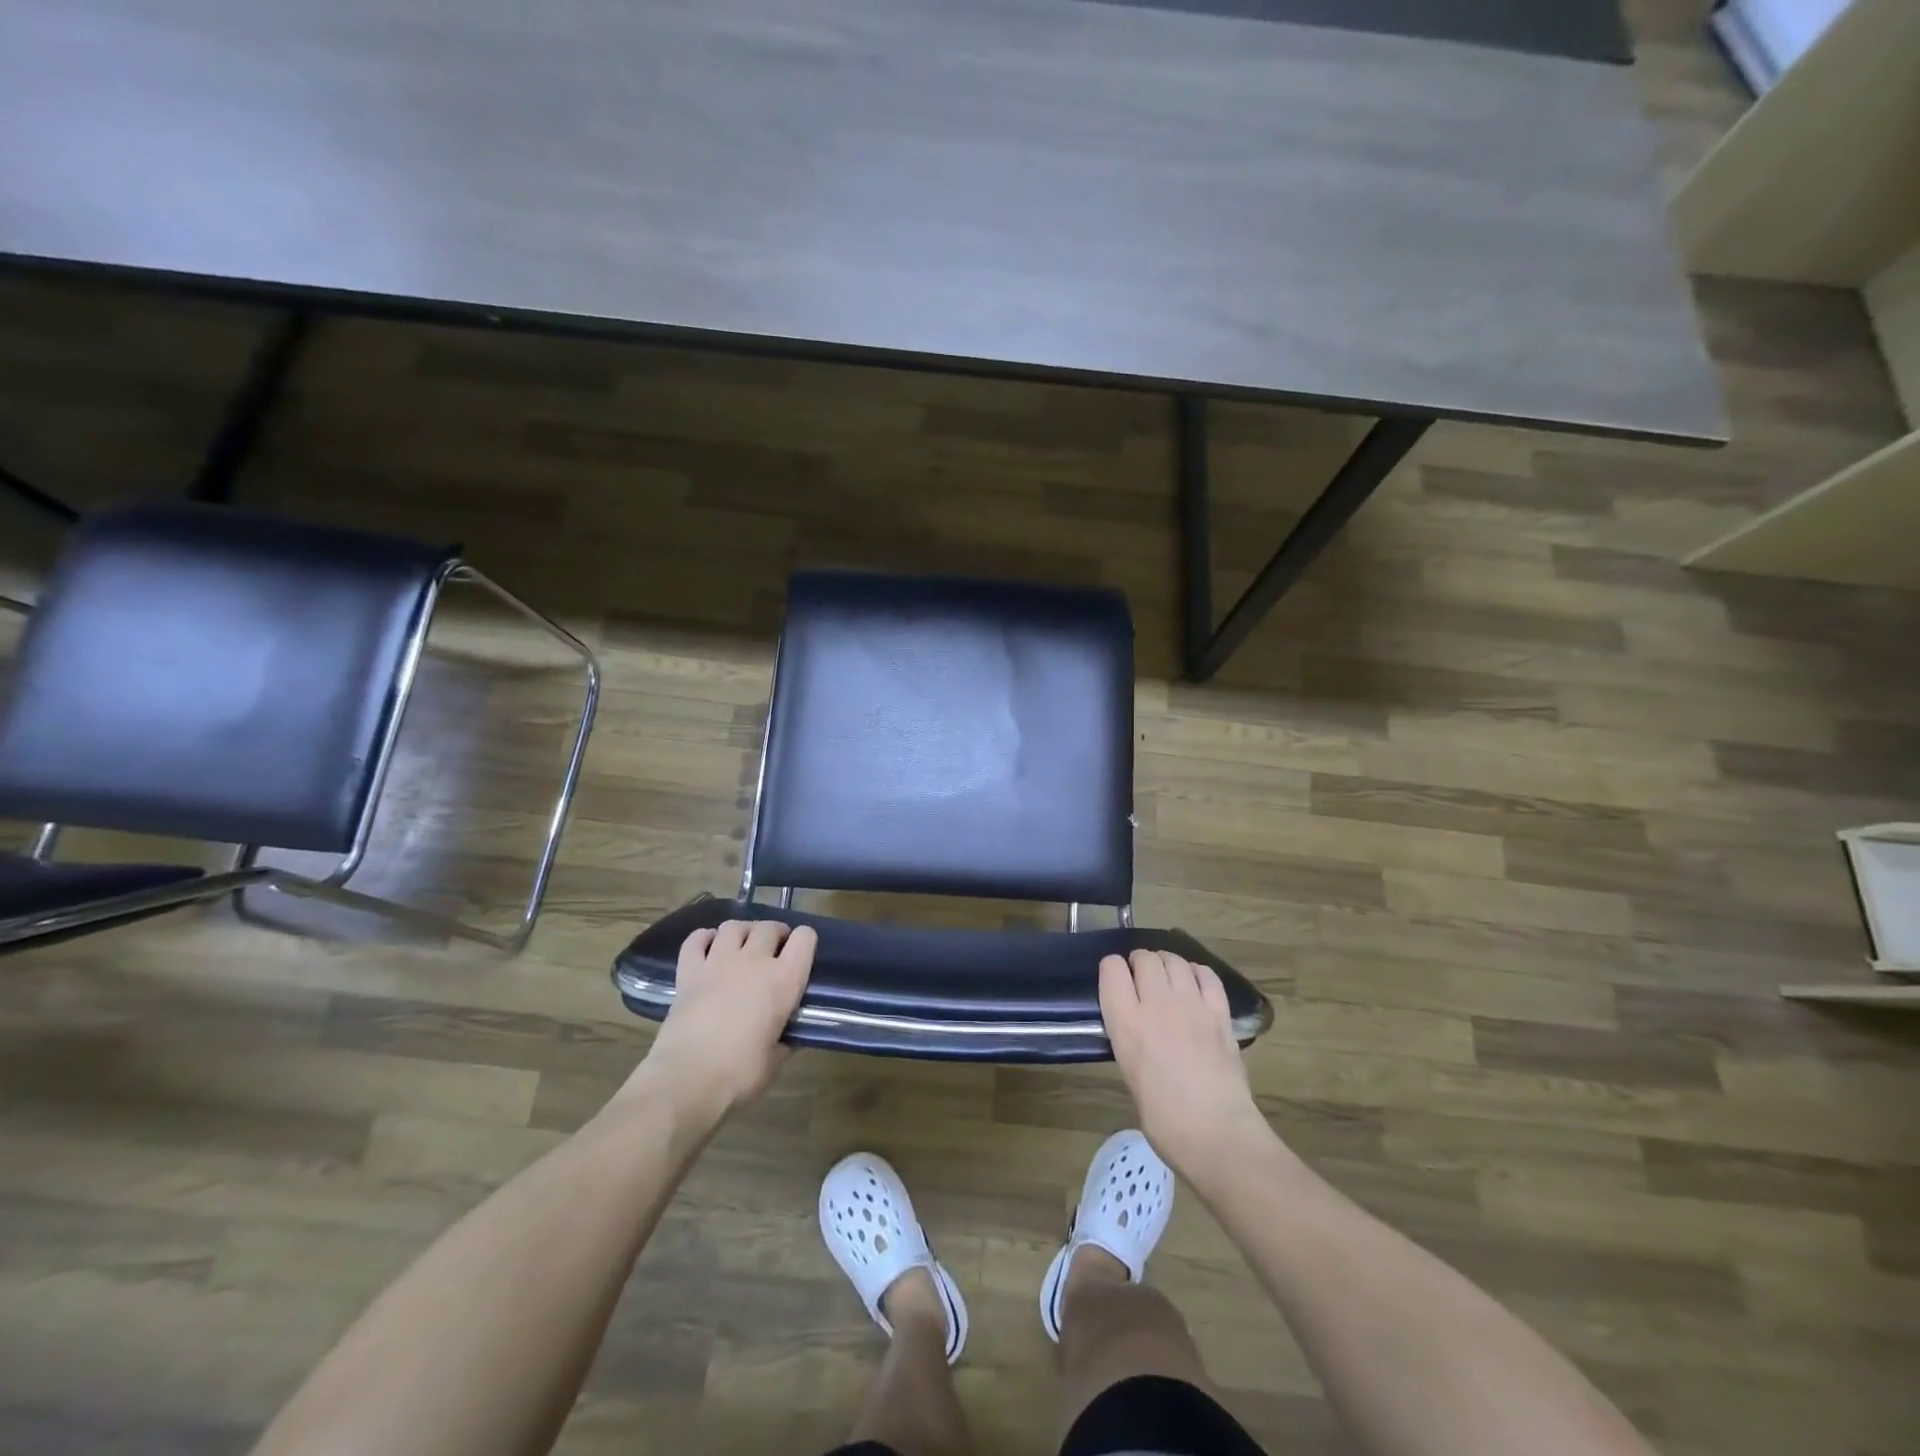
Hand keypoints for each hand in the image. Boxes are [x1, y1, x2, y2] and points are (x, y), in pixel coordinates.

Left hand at [633, 919, 816, 1123]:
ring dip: (742, 932)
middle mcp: (754, 961)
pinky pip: (696, 939)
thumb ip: (786, 1040)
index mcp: (784, 980)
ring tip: (742, 946)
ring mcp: (718, 962)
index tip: (801, 955)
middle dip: (775, 934)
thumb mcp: (775, 1061)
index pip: (805, 938)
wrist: (686, 1081)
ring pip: (734, 926)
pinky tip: (709, 948)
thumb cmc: (739, 1075)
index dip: (806, 941)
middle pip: (769, 927)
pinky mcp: (688, 971)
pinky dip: (704, 938)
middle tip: (773, 952)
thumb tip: (788, 1035)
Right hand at [1099, 949, 1271, 1182]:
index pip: (1111, 968)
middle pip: (1144, 958)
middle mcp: (1156, 1003)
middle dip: (1139, 962)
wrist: (1215, 1132)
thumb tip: (1138, 1027)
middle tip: (1141, 978)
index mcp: (1125, 1021)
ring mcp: (1191, 1004)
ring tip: (1167, 976)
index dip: (1111, 969)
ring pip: (1174, 960)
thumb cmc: (1163, 1118)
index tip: (1115, 980)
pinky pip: (1206, 975)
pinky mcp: (1219, 1012)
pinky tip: (1194, 983)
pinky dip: (1196, 972)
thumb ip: (1129, 1037)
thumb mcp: (1128, 1070)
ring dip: (1166, 963)